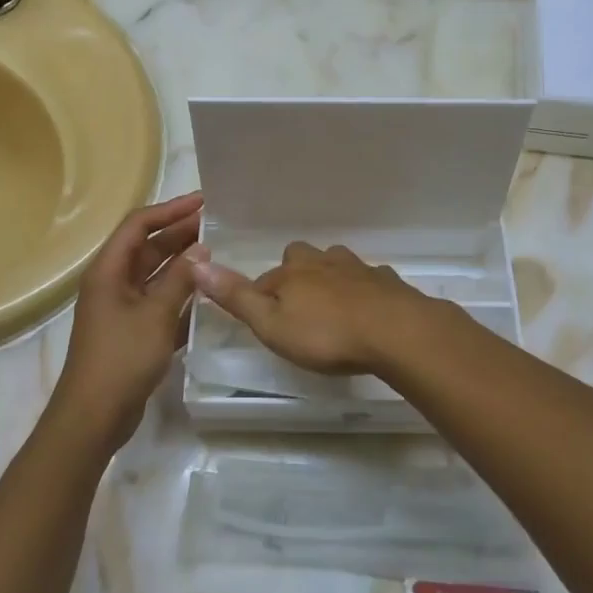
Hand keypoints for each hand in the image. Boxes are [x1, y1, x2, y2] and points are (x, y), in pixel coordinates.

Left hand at [49, 192, 203, 457]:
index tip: (203, 202)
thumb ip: (180, 279)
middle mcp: (113, 282)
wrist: (94, 416)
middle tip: (218, 225)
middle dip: (180, 234)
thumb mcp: (156, 315)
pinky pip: (159, 300)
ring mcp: (122, 307)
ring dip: (183, 263)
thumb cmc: (122, 358)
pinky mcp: (133, 330)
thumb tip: (202, 249)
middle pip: (148, 247)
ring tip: (218, 252)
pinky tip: (208, 293)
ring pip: (156, 274)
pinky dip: (180, 293)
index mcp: (109, 270)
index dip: (170, 210)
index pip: (139, 225)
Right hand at [187, 241, 448, 375]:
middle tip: (298, 306)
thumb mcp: (272, 324)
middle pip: (301, 258)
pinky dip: (364, 289)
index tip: (262, 319)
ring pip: (336, 263)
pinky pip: (369, 279)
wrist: (394, 331)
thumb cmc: (326, 334)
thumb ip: (236, 297)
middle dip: (296, 275)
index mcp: (291, 273)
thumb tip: (197, 264)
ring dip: (330, 278)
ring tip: (331, 306)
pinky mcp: (385, 281)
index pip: (264, 280)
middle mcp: (322, 262)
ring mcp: (357, 268)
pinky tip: (368, 309)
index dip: (260, 297)